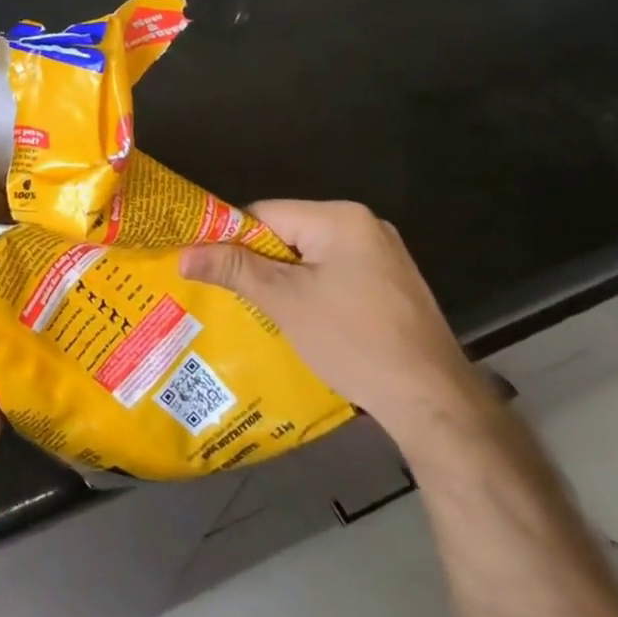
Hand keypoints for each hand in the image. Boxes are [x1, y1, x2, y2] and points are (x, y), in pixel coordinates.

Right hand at [181, 201, 489, 446]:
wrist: (434, 403)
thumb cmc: (353, 340)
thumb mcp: (285, 301)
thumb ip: (234, 270)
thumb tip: (182, 254)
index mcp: (340, 217)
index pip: (266, 213)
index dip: (232, 238)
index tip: (207, 265)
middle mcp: (365, 226)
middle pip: (289, 233)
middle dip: (258, 261)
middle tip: (228, 291)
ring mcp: (383, 257)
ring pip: (311, 257)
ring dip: (284, 279)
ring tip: (255, 307)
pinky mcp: (392, 286)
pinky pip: (336, 275)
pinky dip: (312, 291)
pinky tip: (300, 320)